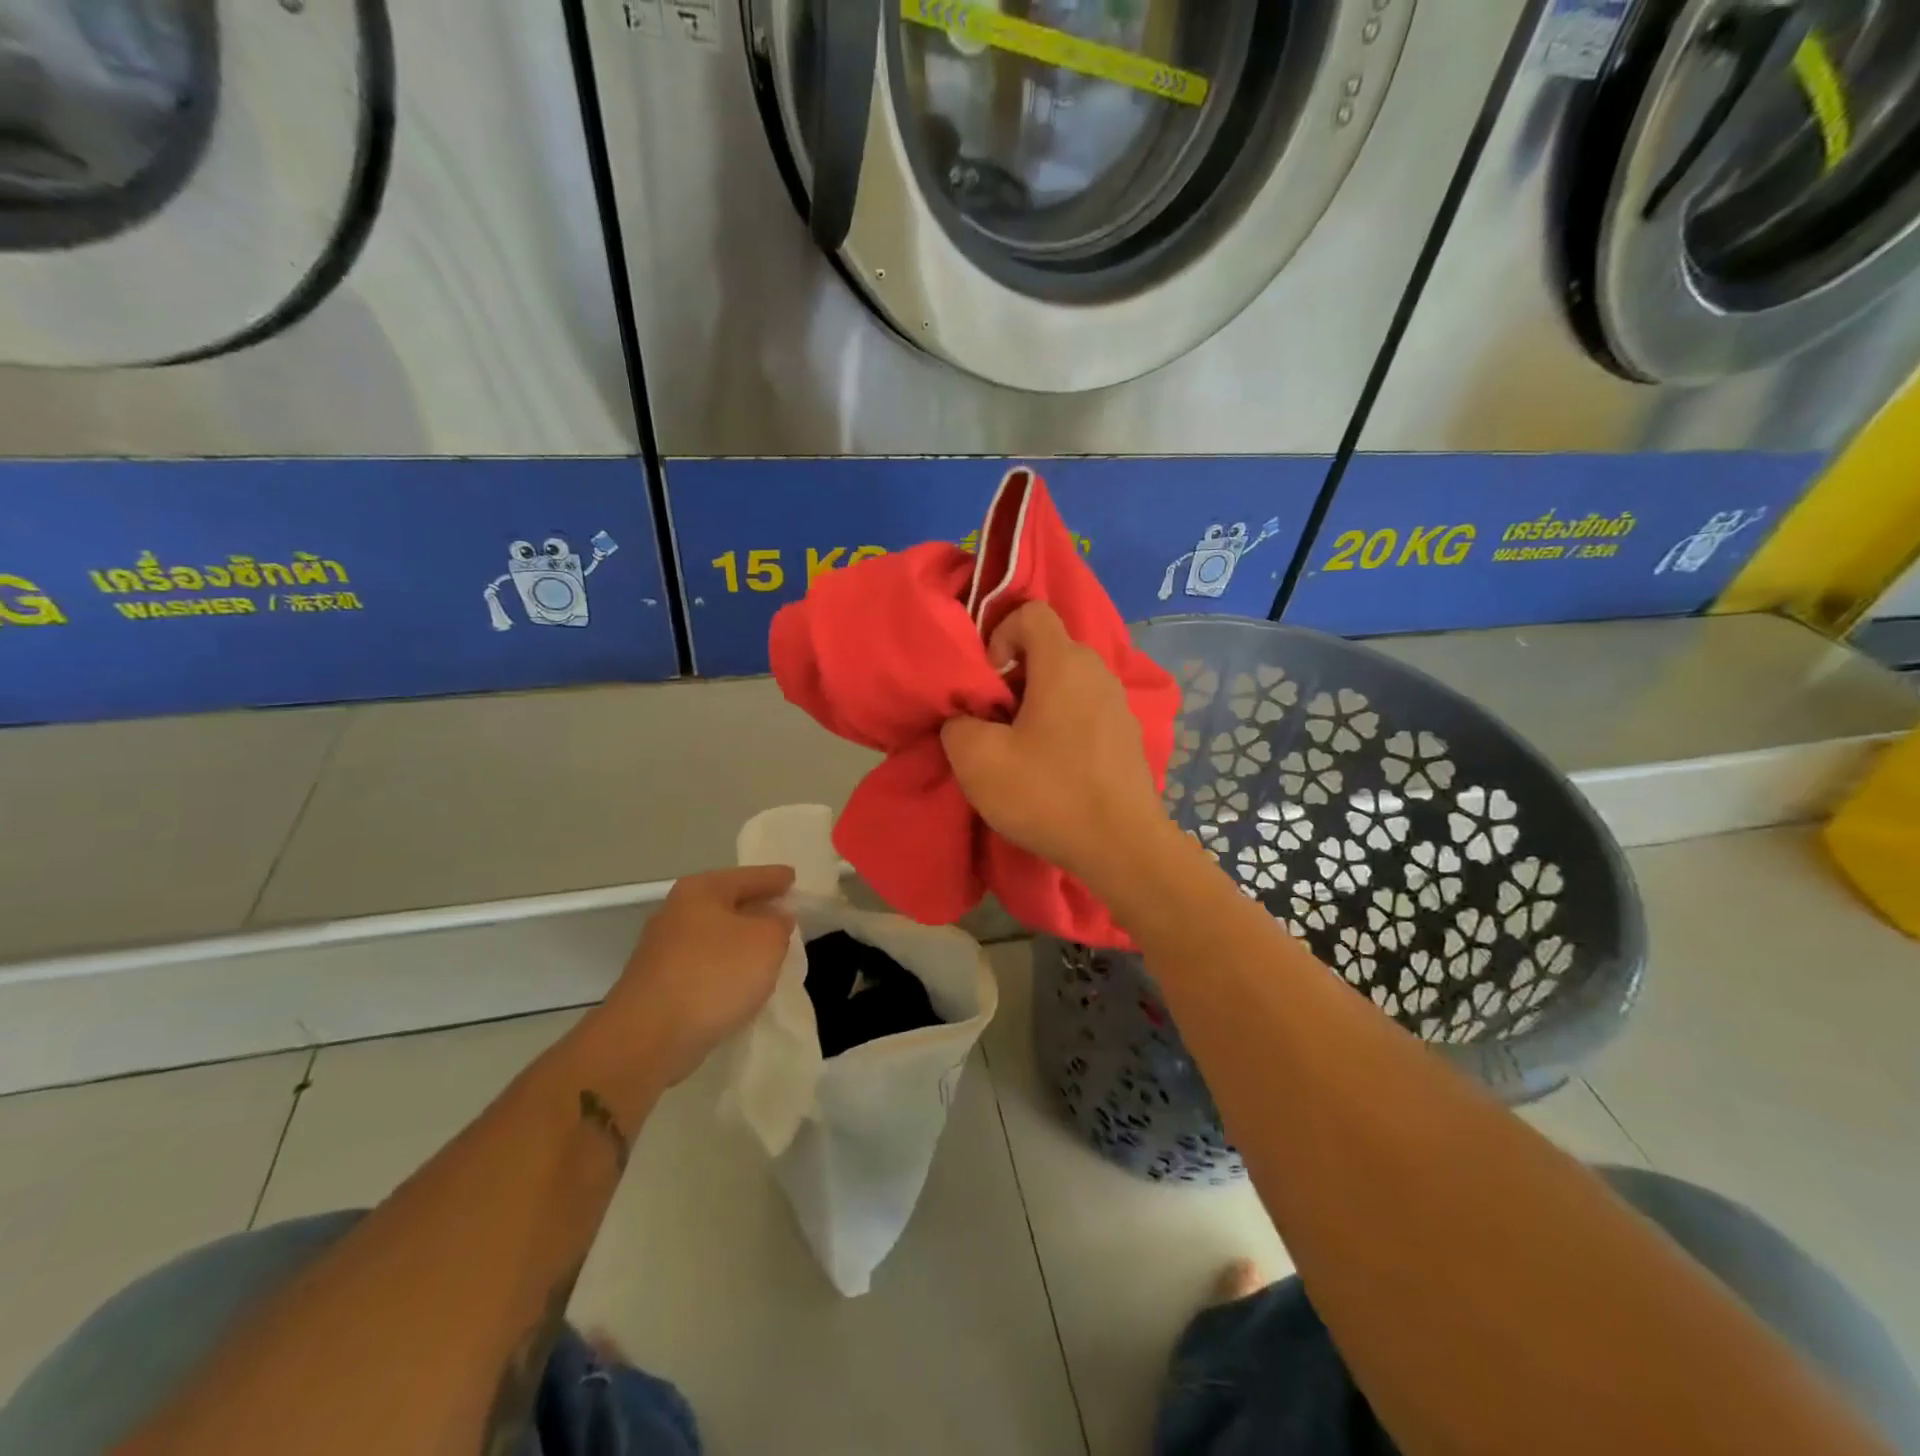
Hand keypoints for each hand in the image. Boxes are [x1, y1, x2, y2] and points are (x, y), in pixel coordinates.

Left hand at [601, 865, 796, 1085]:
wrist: (648, 1037)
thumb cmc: (714, 975)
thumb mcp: (766, 941)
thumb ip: (778, 923)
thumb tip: (775, 917)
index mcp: (701, 890)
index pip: (748, 876)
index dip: (774, 877)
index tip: (793, 877)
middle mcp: (676, 912)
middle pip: (727, 903)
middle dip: (755, 908)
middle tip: (785, 912)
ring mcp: (663, 949)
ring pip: (714, 935)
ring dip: (739, 941)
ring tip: (768, 949)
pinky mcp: (658, 983)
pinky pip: (703, 965)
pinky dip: (724, 967)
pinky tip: (740, 981)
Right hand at [941, 602, 1169, 887]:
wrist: (1122, 847)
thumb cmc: (1047, 793)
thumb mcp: (977, 759)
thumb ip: (958, 723)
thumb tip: (967, 718)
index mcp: (1064, 663)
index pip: (1031, 612)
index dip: (999, 635)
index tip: (987, 683)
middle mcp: (1098, 672)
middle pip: (1048, 650)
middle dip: (1013, 677)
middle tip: (994, 721)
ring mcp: (1119, 704)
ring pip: (1067, 683)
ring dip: (1037, 704)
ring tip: (1019, 749)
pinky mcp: (1128, 736)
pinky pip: (1086, 711)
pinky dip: (1062, 725)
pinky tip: (1052, 769)